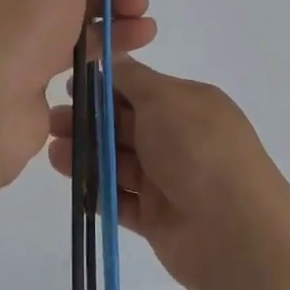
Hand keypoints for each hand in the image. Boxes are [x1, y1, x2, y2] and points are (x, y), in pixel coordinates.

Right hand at [48, 57, 289, 289]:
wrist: (237, 233)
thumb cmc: (198, 149)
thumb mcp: (164, 98)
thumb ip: (131, 78)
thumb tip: (109, 55)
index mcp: (187, 104)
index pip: (137, 88)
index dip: (103, 86)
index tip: (68, 85)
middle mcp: (178, 139)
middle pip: (123, 125)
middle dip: (87, 120)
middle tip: (52, 121)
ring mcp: (168, 180)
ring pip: (117, 161)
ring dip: (86, 153)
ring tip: (54, 151)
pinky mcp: (157, 219)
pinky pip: (120, 199)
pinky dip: (96, 189)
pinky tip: (70, 181)